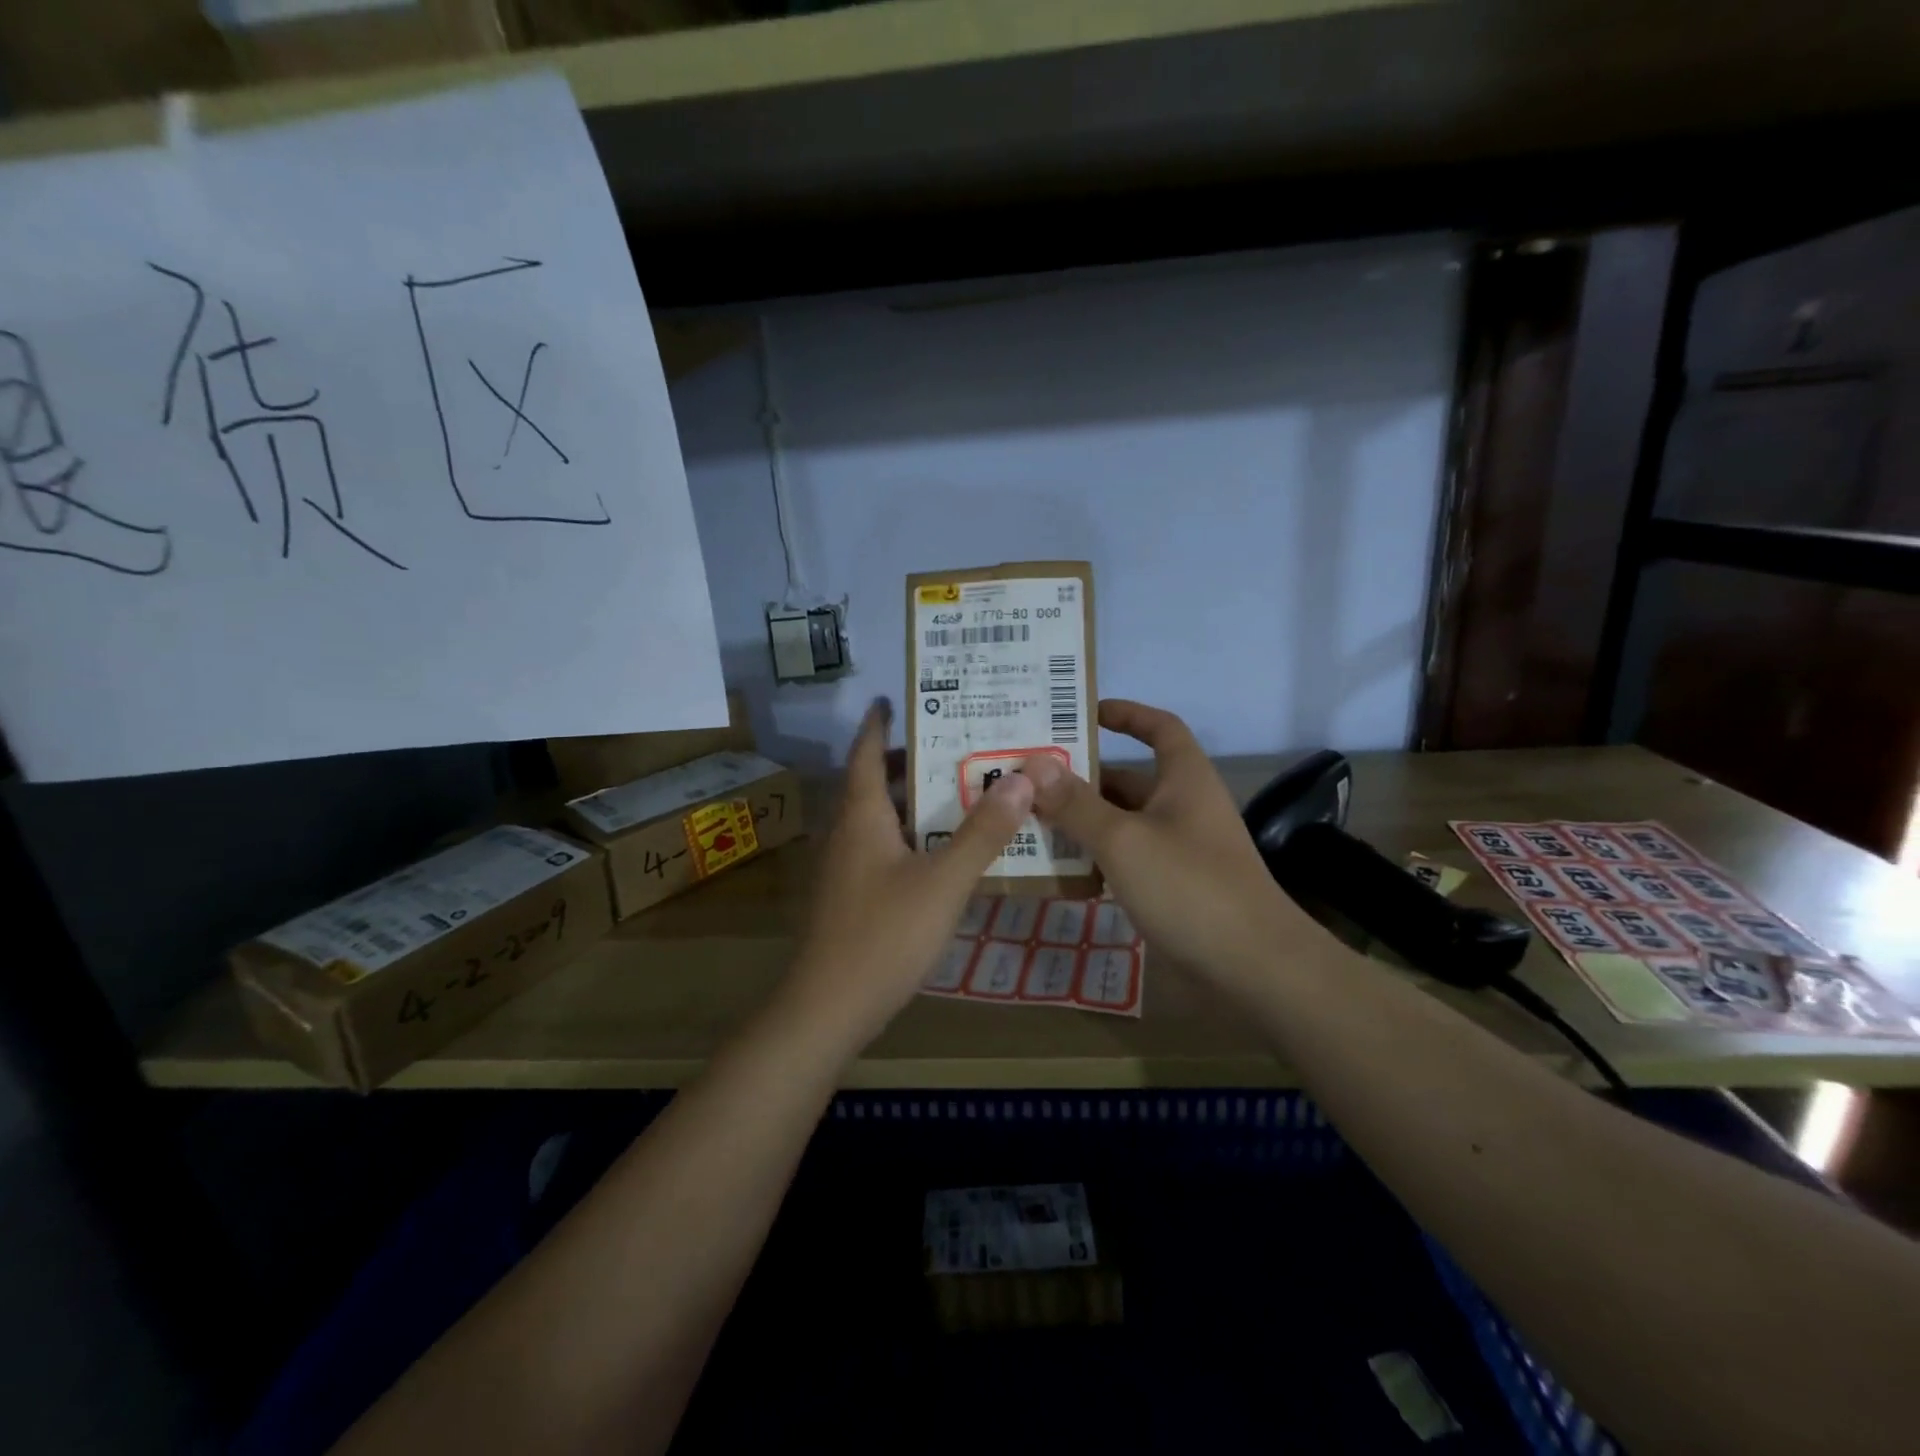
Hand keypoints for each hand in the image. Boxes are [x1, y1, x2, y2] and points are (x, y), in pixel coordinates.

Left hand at [784, 698, 1033, 1046]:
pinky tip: (941, 849)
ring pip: (879, 817)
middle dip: (908, 759)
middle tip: (955, 742)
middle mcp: (848, 833)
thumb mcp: (943, 882)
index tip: (896, 698)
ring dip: (911, 798)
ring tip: (958, 787)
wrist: (828, 1008)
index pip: (866, 753)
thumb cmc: (883, 935)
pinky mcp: (851, 896)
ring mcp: (846, 867)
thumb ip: (982, 833)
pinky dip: (910, 833)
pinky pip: (882, 846)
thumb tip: (1022, 778)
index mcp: (862, 816)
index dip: (879, 724)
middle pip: (875, 782)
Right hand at [1022, 699, 1317, 985]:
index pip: (1159, 727)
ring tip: (1029, 822)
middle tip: (1027, 780)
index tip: (1082, 713)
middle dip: (1081, 778)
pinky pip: (1127, 860)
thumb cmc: (1189, 886)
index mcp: (1184, 779)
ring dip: (1082, 822)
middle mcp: (1183, 807)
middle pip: (1128, 780)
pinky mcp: (1174, 887)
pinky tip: (1060, 870)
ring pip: (1123, 823)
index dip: (1126, 714)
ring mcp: (1179, 849)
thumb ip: (1076, 803)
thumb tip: (1034, 764)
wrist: (1253, 968)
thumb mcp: (1123, 840)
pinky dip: (1097, 858)